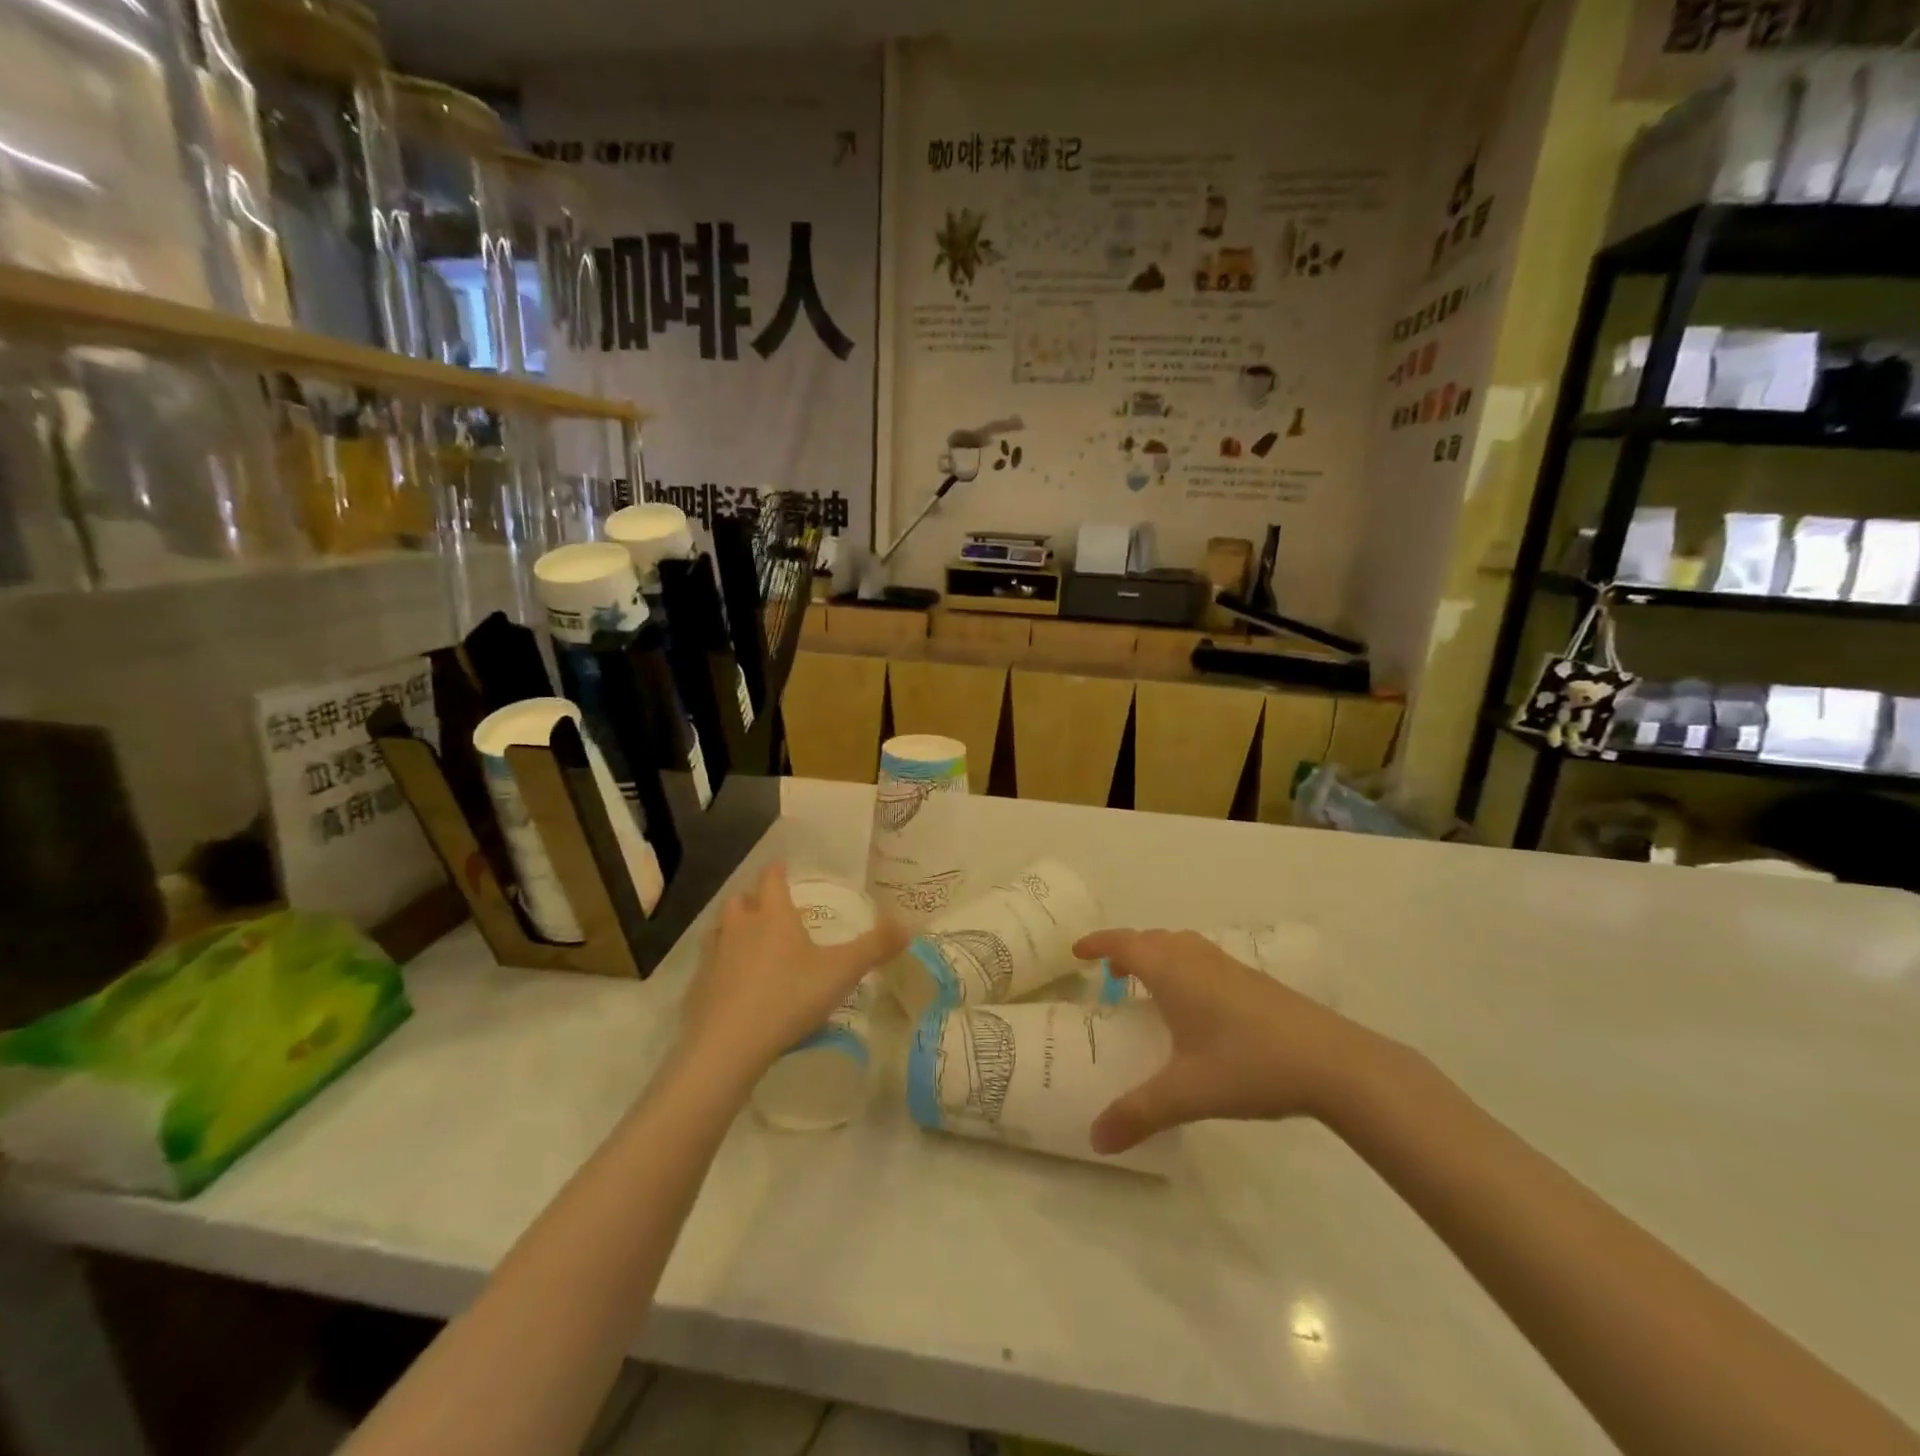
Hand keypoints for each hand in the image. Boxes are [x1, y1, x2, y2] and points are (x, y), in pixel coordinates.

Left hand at [679, 861, 907, 1080]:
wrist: (728, 1045)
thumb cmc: (789, 996)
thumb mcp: (842, 971)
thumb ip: (875, 947)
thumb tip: (906, 925)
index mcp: (773, 915)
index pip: (771, 879)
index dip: (778, 871)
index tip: (783, 867)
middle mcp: (740, 927)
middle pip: (740, 900)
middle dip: (753, 898)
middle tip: (770, 906)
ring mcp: (714, 956)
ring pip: (721, 929)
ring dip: (734, 928)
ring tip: (751, 940)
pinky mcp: (698, 987)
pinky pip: (710, 964)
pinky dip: (722, 964)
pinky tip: (735, 983)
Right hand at [1073, 929, 1382, 1151]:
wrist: (1334, 1063)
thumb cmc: (1249, 1065)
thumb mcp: (1187, 1093)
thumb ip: (1138, 1114)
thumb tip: (1095, 1139)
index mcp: (1173, 972)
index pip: (1125, 943)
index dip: (1098, 943)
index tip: (1077, 951)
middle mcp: (1198, 959)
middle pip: (1153, 939)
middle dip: (1128, 950)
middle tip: (1111, 974)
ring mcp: (1230, 967)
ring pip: (1183, 947)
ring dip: (1159, 956)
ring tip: (1151, 987)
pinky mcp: (1256, 982)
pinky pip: (1205, 961)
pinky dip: (1186, 969)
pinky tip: (1199, 1008)